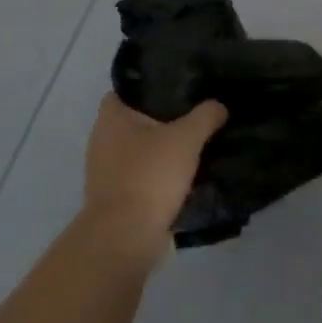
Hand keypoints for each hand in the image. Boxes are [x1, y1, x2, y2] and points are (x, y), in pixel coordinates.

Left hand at [79, 94, 226, 261]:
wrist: (125, 237)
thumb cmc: (150, 175)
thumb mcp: (187, 137)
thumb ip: (205, 115)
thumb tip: (218, 106)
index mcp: (111, 116)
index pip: (131, 88)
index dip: (154, 85)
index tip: (182, 86)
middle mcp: (102, 139)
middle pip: (138, 120)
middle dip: (165, 118)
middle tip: (198, 113)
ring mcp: (107, 170)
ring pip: (142, 149)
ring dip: (165, 149)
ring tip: (198, 144)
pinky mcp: (117, 197)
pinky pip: (143, 176)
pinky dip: (161, 175)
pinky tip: (187, 175)